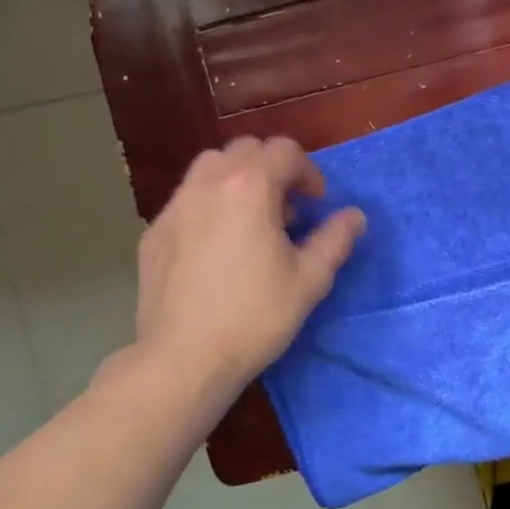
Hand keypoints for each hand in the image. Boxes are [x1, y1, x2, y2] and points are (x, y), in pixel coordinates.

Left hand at [129, 137, 364, 396]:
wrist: (184, 359)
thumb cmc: (255, 316)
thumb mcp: (310, 279)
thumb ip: (336, 239)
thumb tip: (355, 216)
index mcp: (250, 188)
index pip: (284, 150)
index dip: (308, 171)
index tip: (316, 203)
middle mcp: (208, 184)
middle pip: (245, 149)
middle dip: (272, 168)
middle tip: (287, 208)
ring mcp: (175, 207)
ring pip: (210, 167)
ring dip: (238, 179)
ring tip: (251, 220)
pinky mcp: (155, 232)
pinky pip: (187, 199)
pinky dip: (210, 205)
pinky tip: (217, 247)